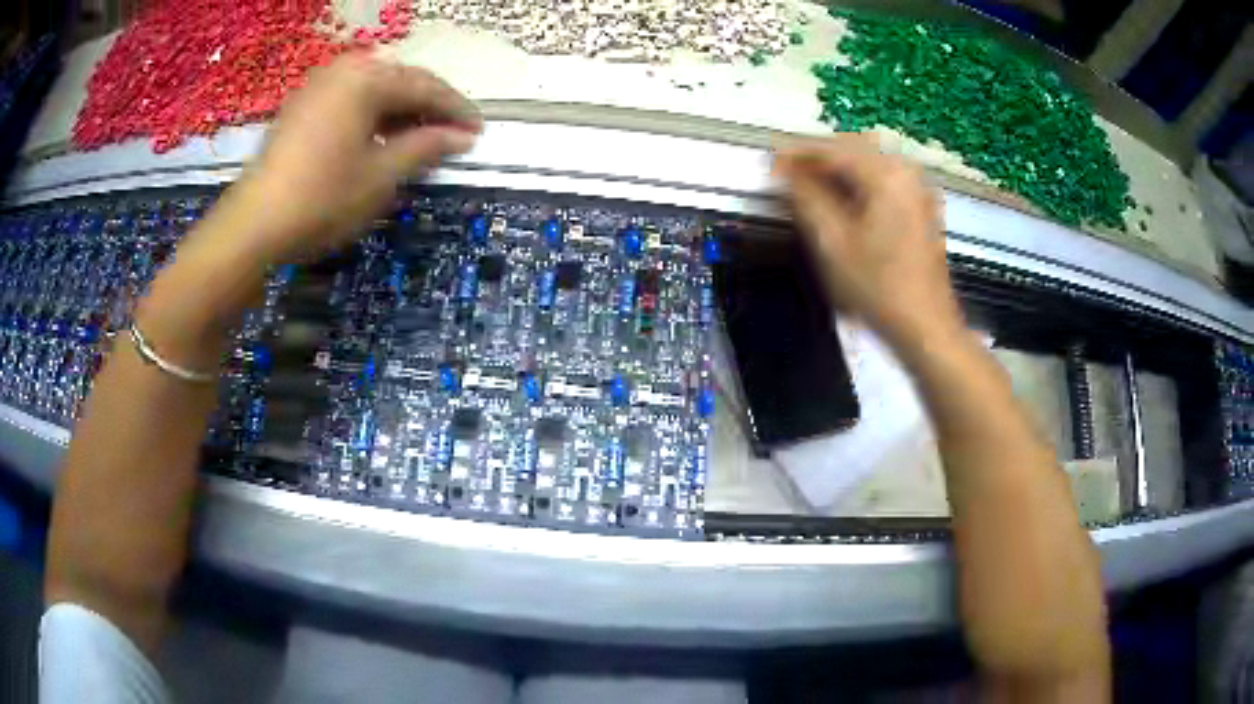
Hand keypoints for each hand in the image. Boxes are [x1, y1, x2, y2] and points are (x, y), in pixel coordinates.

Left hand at [139, 55, 479, 347]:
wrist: (252, 226)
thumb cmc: (321, 200)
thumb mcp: (381, 176)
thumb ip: (424, 147)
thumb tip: (460, 136)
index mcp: (366, 80)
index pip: (425, 87)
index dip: (456, 110)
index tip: (478, 132)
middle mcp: (343, 71)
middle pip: (399, 81)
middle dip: (428, 108)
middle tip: (451, 136)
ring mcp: (317, 86)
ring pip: (373, 90)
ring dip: (400, 111)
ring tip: (420, 139)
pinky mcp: (301, 107)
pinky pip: (349, 100)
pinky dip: (371, 116)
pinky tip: (380, 138)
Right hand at [774, 134, 964, 351]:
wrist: (926, 327)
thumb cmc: (879, 289)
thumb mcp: (833, 244)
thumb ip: (806, 198)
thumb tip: (785, 172)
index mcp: (886, 175)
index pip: (832, 149)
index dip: (796, 153)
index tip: (769, 163)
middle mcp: (906, 171)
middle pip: (853, 146)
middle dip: (818, 156)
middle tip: (786, 174)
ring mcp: (917, 189)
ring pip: (869, 160)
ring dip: (838, 166)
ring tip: (809, 185)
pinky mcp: (921, 206)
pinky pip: (883, 176)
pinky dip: (858, 179)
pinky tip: (842, 198)